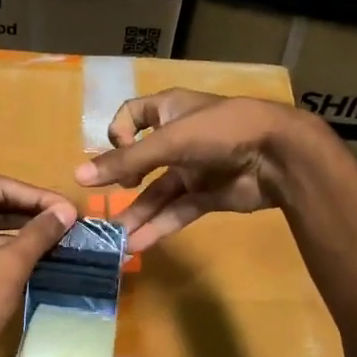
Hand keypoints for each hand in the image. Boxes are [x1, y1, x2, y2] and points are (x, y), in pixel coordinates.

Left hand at [0, 176, 77, 356]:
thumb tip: (67, 210)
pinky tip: (35, 255)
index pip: (0, 187)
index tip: (70, 209)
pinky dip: (7, 248)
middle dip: (31, 212)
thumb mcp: (9, 265)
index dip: (38, 196)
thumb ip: (39, 232)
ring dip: (22, 230)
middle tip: (68, 221)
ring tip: (58, 236)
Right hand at [73, 89, 305, 251]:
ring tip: (115, 239)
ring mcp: (193, 169)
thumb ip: (125, 161)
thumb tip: (78, 177)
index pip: (132, 115)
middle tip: (103, 207)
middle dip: (121, 185)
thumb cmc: (220, 131)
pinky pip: (176, 212)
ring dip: (137, 214)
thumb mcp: (169, 142)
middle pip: (140, 162)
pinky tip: (138, 244)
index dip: (118, 132)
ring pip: (157, 193)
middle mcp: (178, 138)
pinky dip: (159, 227)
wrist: (278, 155)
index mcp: (170, 111)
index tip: (120, 151)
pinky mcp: (207, 196)